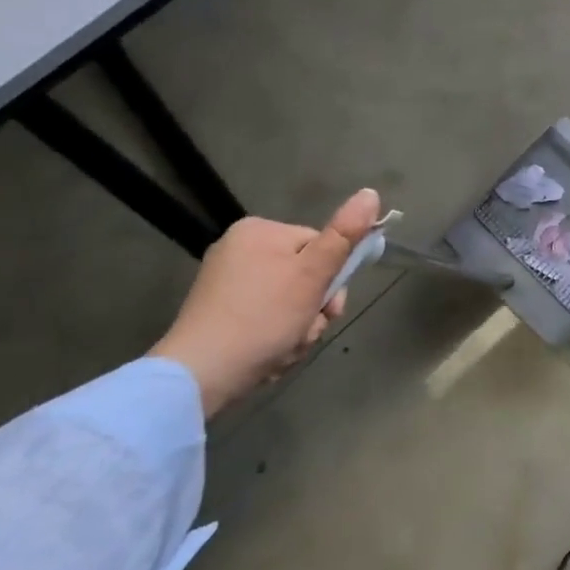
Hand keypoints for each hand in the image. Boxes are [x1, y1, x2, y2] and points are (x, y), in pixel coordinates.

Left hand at [154, 188, 381, 417]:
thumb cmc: (263, 317)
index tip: (330, 307)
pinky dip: (275, 337)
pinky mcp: (218, 314)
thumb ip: (344, 234)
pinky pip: (265, 318)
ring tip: (286, 349)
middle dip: (314, 309)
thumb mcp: (313, 274)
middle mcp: (239, 249)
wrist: (199, 376)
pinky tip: (270, 355)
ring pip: (289, 301)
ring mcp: (225, 283)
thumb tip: (371, 193)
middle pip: (305, 275)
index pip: (320, 246)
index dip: (331, 279)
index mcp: (259, 231)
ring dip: (299, 328)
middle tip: (306, 332)